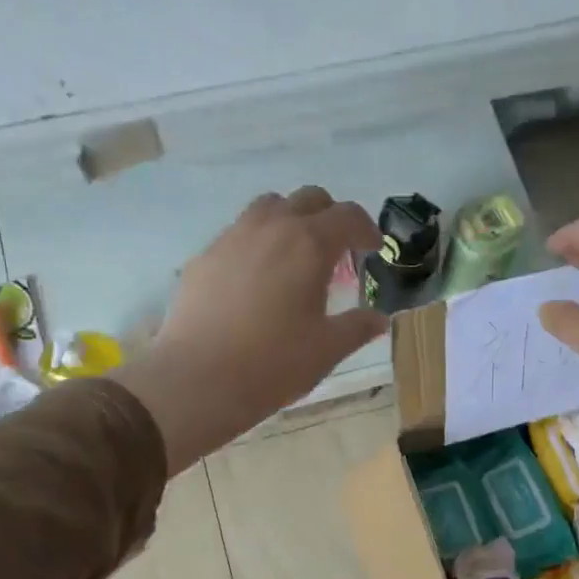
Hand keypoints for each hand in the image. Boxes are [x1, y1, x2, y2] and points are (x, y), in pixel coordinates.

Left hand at [115, 188, 386, 470]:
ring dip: (291, 220)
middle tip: (338, 251)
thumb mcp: (327, 349)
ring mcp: (232, 238)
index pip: (347, 216)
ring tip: (295, 255)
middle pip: (308, 199)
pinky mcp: (204, 257)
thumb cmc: (273, 363)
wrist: (198, 379)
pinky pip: (238, 233)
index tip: (373, 248)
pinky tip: (256, 279)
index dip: (367, 229)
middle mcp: (271, 228)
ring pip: (269, 207)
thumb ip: (358, 328)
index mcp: (309, 244)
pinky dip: (258, 242)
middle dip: (330, 217)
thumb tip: (379, 319)